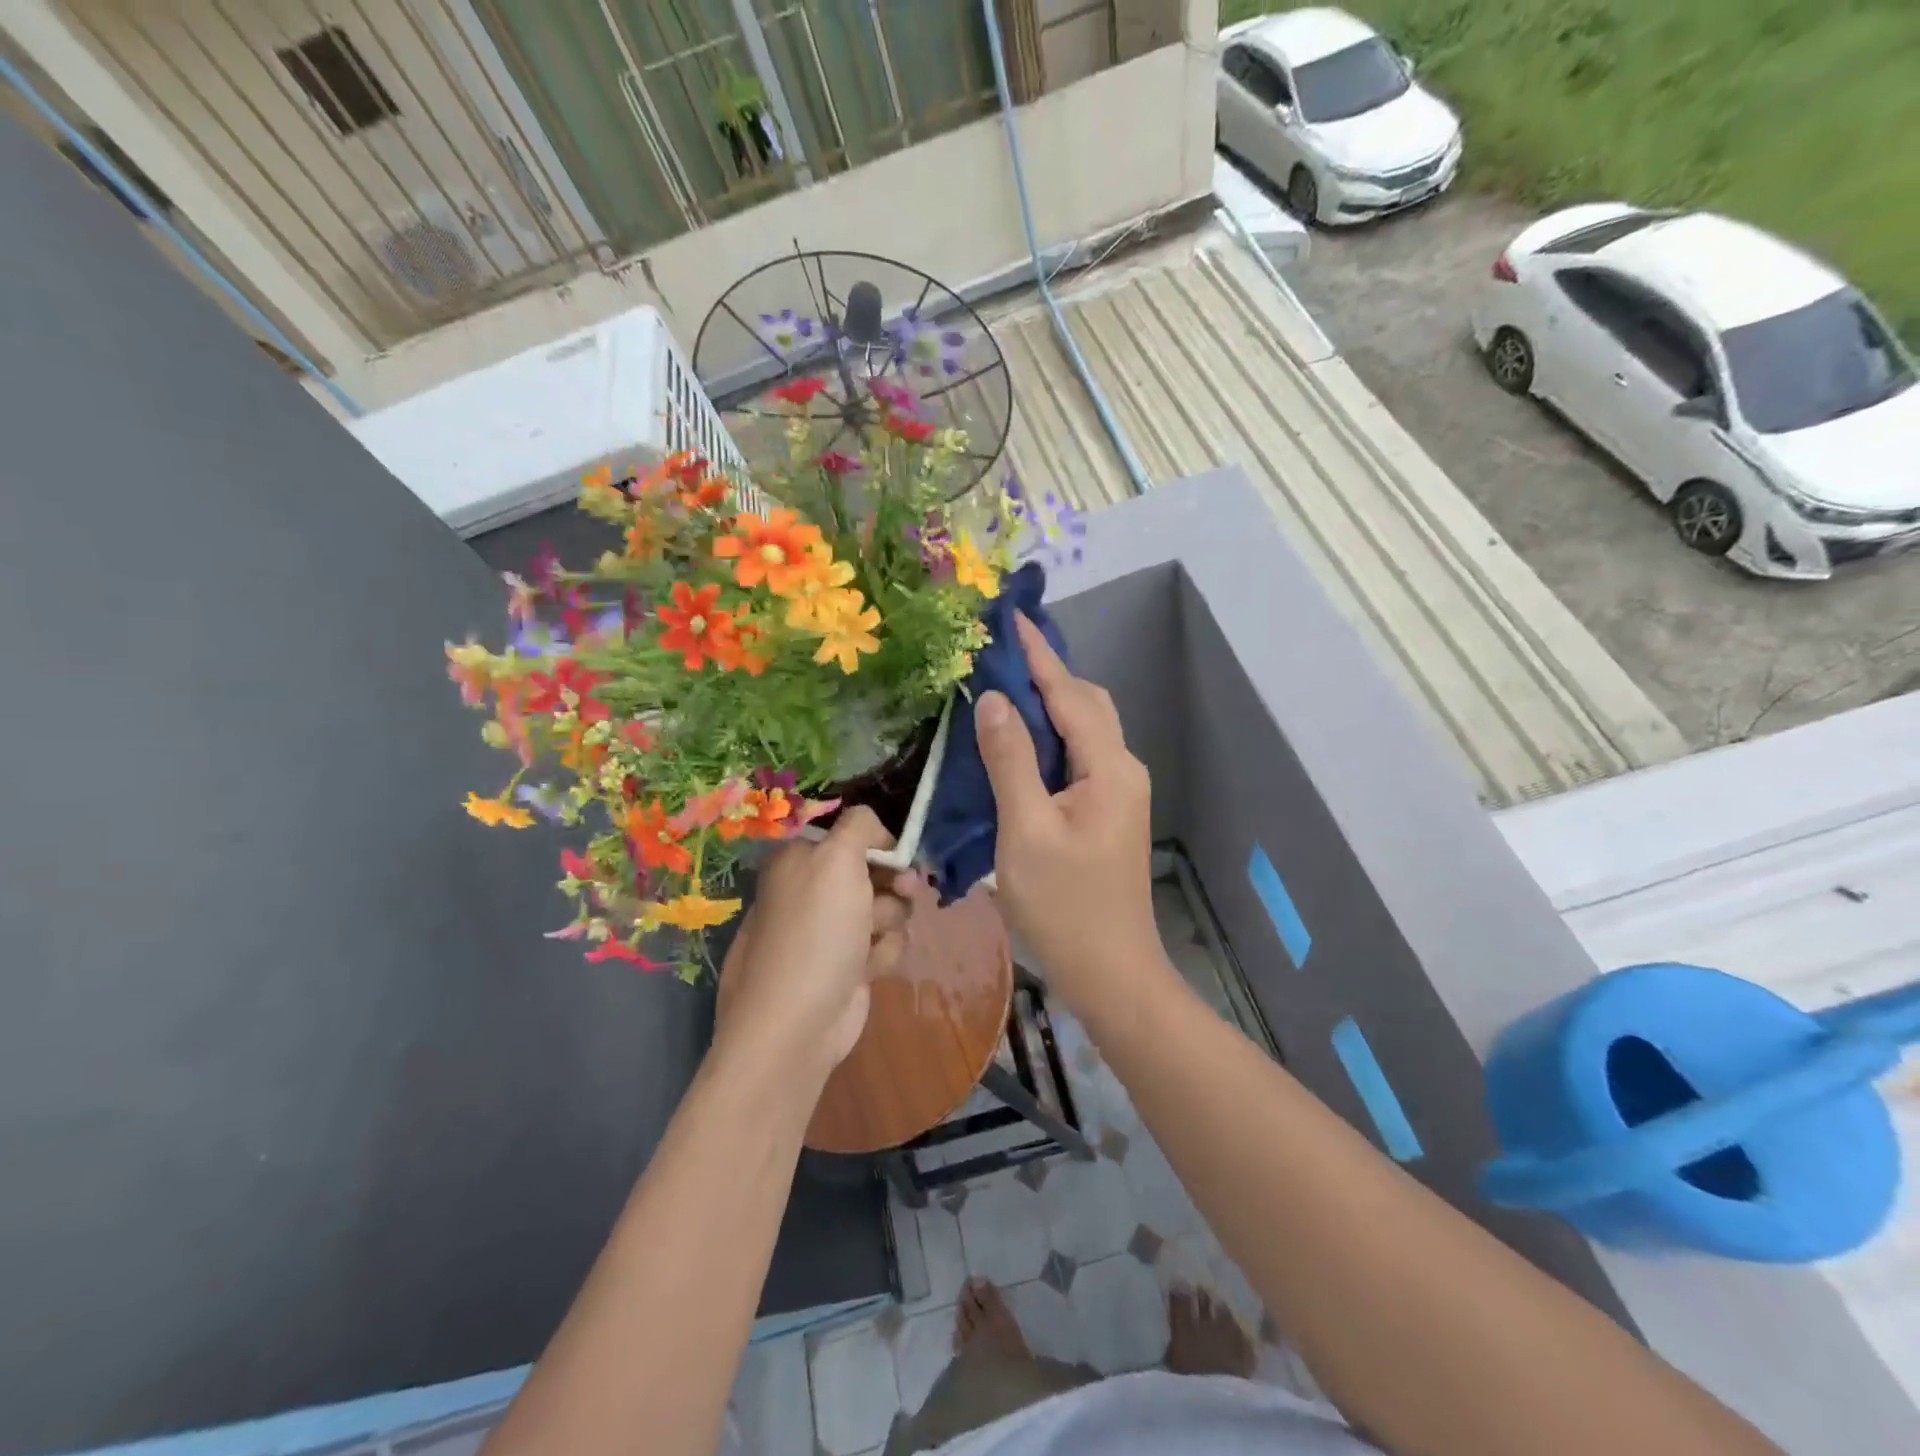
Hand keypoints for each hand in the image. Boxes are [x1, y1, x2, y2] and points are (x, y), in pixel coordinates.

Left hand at [716, 806, 913, 1077]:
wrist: (799, 1023)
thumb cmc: (816, 931)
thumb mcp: (836, 859)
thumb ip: (859, 826)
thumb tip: (874, 828)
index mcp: (799, 860)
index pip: (849, 835)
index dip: (878, 843)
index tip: (898, 853)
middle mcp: (812, 891)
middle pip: (874, 870)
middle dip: (894, 882)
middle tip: (906, 891)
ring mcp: (831, 930)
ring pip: (887, 907)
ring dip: (889, 921)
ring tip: (871, 939)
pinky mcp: (849, 965)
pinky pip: (885, 943)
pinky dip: (882, 953)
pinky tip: (867, 969)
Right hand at [974, 614, 1163, 1011]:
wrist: (1111, 971)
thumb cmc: (1065, 906)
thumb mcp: (1026, 831)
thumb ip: (1011, 760)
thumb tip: (995, 700)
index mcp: (1108, 767)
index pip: (1070, 694)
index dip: (1038, 655)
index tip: (1010, 618)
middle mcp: (1121, 769)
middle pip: (1086, 704)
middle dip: (1046, 673)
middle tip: (999, 654)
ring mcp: (1118, 792)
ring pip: (1083, 730)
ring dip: (1048, 705)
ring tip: (1003, 688)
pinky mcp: (1106, 811)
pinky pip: (1078, 756)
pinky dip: (1050, 737)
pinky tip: (1018, 742)